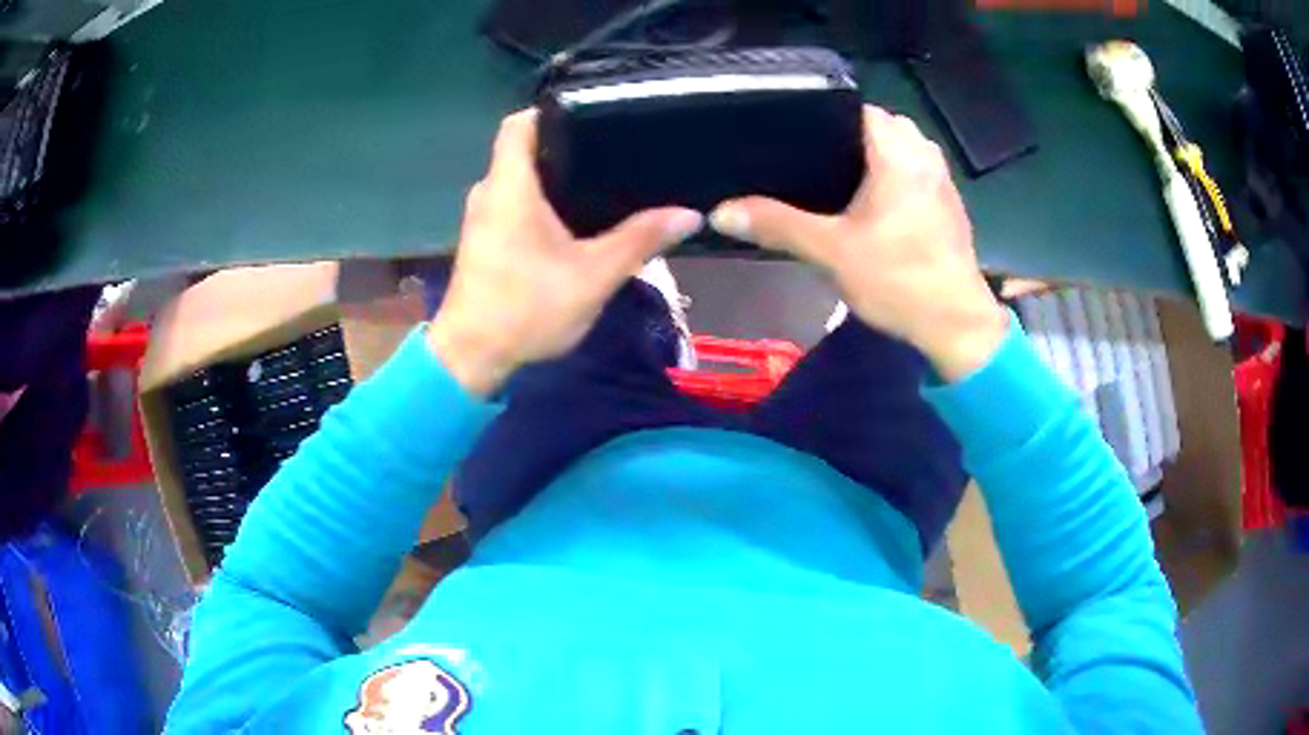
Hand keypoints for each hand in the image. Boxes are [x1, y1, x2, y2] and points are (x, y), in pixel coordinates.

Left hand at [428, 110, 703, 394]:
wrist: (472, 358)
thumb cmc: (526, 309)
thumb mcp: (593, 275)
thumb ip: (640, 240)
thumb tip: (688, 214)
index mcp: (509, 186)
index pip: (519, 122)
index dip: (552, 110)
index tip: (593, 114)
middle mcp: (489, 192)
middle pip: (525, 148)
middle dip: (566, 144)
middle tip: (614, 147)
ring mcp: (482, 217)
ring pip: (520, 178)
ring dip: (555, 175)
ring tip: (605, 176)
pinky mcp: (485, 240)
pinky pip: (514, 203)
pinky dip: (541, 201)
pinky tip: (577, 217)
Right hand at [707, 106, 1006, 380]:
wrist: (955, 325)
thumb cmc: (898, 280)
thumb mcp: (830, 252)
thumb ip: (777, 225)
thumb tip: (721, 212)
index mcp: (897, 153)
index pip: (857, 107)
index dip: (825, 117)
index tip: (796, 137)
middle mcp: (925, 156)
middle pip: (881, 125)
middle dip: (851, 137)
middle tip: (813, 162)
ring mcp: (942, 180)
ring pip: (903, 148)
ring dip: (877, 157)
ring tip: (840, 181)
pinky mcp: (950, 204)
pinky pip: (917, 171)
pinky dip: (897, 176)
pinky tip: (875, 206)